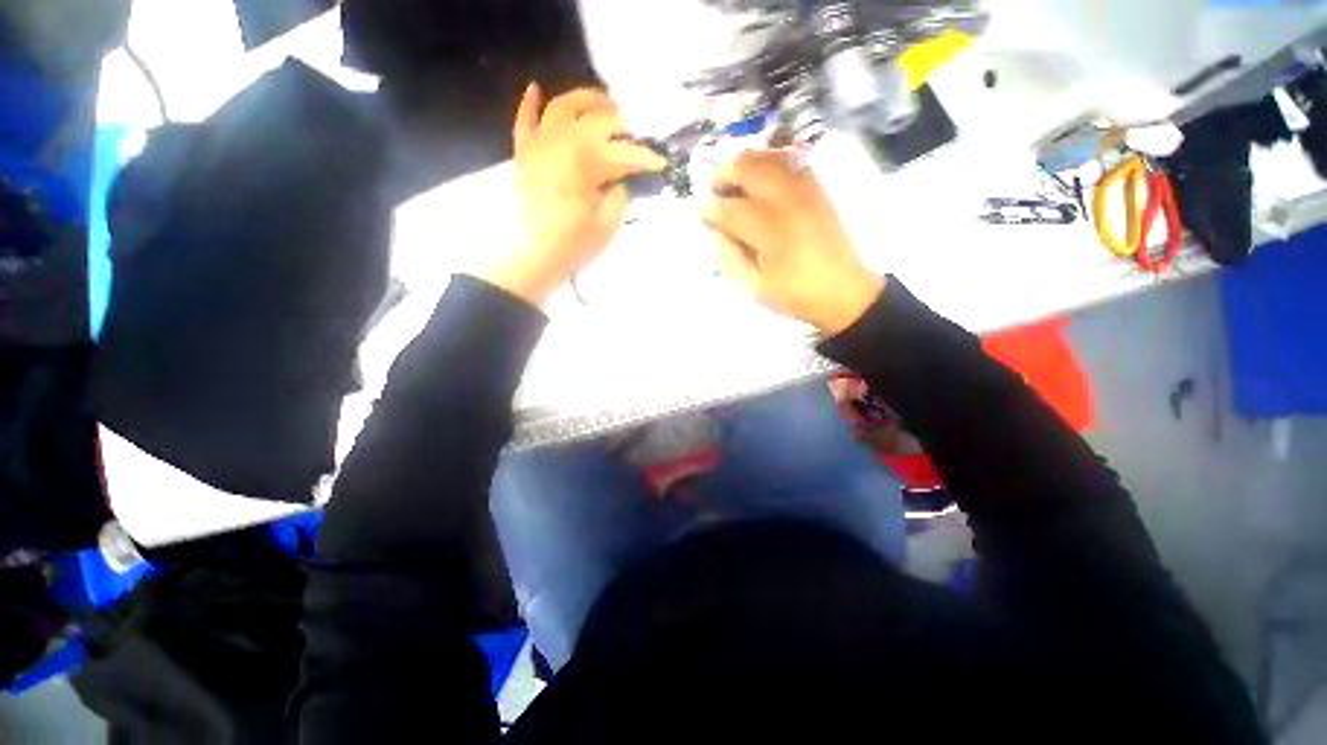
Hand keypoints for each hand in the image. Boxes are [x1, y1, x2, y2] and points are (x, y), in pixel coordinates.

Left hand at [474, 83, 668, 304]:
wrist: (527, 257)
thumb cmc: (569, 245)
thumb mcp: (606, 226)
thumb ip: (619, 197)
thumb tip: (624, 180)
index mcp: (586, 161)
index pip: (624, 153)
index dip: (646, 158)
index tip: (663, 164)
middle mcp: (562, 141)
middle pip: (597, 120)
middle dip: (622, 123)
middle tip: (638, 131)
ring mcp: (539, 143)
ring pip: (562, 107)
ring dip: (585, 99)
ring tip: (603, 102)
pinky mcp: (523, 154)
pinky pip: (524, 120)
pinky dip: (530, 103)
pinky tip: (537, 88)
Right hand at [702, 150, 885, 335]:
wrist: (845, 291)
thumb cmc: (796, 294)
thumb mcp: (755, 288)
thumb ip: (731, 258)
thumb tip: (717, 231)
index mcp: (771, 233)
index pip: (731, 209)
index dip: (710, 207)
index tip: (698, 209)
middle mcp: (788, 203)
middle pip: (750, 168)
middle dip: (725, 173)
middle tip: (714, 187)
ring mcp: (806, 191)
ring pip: (770, 157)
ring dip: (746, 162)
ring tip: (735, 178)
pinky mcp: (818, 189)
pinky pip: (791, 160)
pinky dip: (771, 159)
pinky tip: (762, 173)